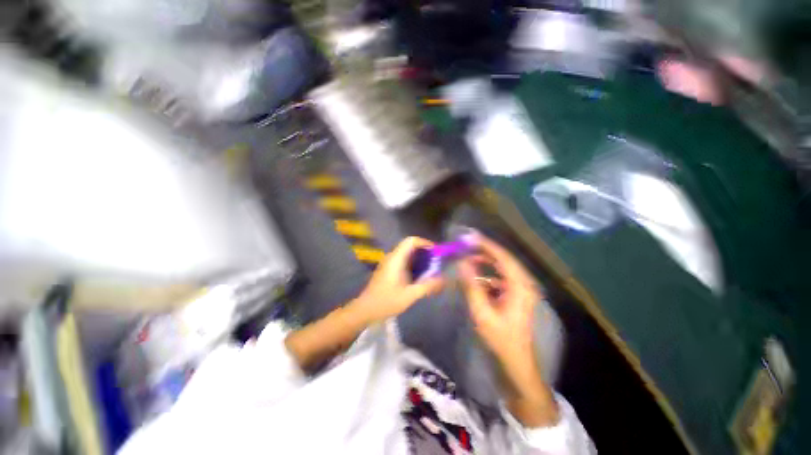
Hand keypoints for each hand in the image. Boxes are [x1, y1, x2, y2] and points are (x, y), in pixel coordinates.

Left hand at [352, 237, 444, 323]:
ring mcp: (389, 263)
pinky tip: (419, 276)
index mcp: (396, 259)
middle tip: (436, 262)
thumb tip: (444, 279)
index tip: (435, 252)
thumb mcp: (410, 295)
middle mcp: (392, 257)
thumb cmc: (386, 301)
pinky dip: (413, 263)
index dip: (424, 242)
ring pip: (406, 253)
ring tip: (430, 269)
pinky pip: (403, 260)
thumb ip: (427, 286)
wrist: (365, 310)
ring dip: (419, 258)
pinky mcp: (388, 269)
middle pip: (409, 246)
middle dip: (424, 251)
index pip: (411, 241)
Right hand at [459, 234, 540, 364]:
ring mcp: (520, 290)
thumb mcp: (482, 312)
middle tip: (465, 243)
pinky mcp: (515, 296)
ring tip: (467, 256)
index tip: (469, 236)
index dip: (486, 244)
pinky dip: (487, 273)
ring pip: (502, 268)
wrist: (516, 365)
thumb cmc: (500, 340)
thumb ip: (471, 285)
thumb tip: (461, 262)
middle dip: (484, 250)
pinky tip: (475, 276)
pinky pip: (500, 278)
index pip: (503, 257)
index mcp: (520, 286)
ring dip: (485, 261)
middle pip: (503, 259)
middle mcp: (524, 284)